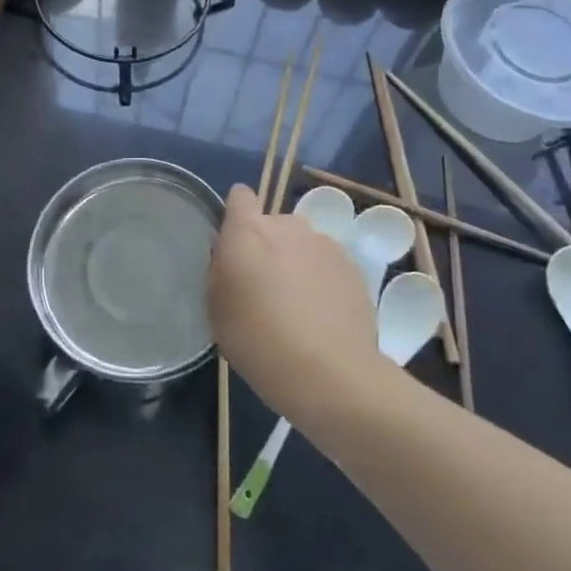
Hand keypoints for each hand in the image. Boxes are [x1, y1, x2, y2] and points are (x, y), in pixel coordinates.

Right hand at [207, 184, 383, 421]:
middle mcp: (288, 226)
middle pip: (272, 224)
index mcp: (248, 231)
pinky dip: (323, 282)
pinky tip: (322, 317)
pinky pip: (328, 265)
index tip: (234, 244)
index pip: (239, 196)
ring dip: (296, 263)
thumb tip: (229, 258)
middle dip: (267, 247)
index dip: (235, 214)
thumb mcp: (216, 308)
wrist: (329, 373)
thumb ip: (220, 271)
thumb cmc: (257, 340)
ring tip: (297, 307)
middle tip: (264, 288)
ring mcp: (325, 244)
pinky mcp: (353, 267)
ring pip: (302, 245)